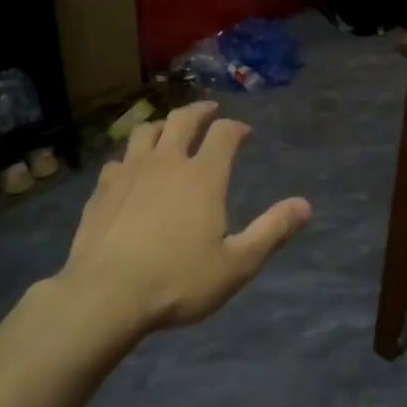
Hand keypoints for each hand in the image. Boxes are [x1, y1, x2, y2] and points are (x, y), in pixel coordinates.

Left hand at [55, 101, 311, 332]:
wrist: (105, 295)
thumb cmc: (178, 281)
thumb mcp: (236, 264)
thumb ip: (272, 232)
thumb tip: (305, 205)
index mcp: (203, 176)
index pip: (224, 134)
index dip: (236, 128)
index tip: (244, 132)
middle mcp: (166, 163)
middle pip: (182, 120)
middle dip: (200, 111)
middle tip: (209, 111)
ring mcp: (129, 173)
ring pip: (145, 132)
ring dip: (161, 126)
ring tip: (168, 132)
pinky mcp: (102, 191)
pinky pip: (118, 161)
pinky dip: (130, 158)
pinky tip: (130, 172)